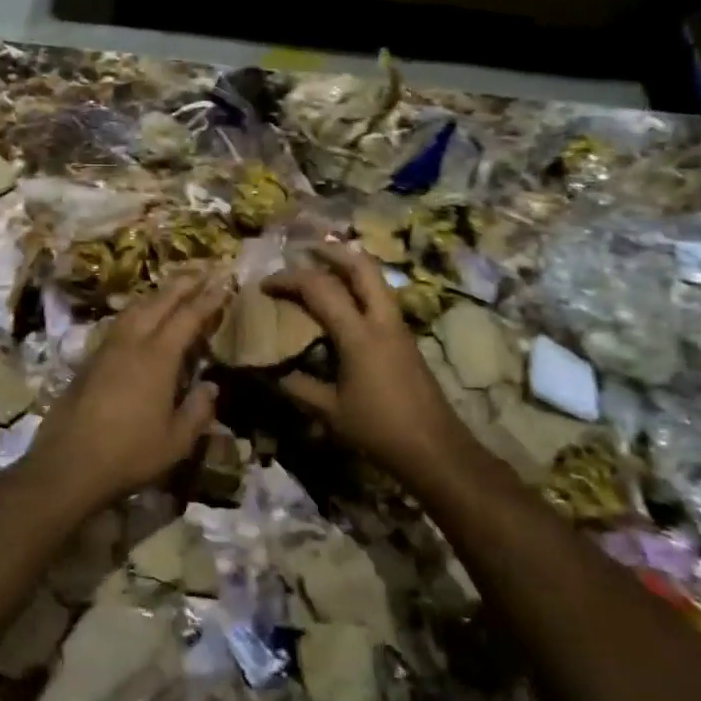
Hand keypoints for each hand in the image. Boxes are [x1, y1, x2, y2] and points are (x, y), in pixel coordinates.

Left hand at [23, 270, 228, 511]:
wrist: (68, 465)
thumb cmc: (129, 454)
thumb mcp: (176, 441)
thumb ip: (197, 411)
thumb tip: (210, 386)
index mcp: (158, 358)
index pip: (187, 318)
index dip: (207, 300)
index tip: (223, 283)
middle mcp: (132, 343)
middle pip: (159, 302)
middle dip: (181, 285)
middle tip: (200, 271)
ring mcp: (106, 350)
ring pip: (134, 309)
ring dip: (156, 295)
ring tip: (170, 290)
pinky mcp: (89, 361)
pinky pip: (118, 324)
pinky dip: (136, 312)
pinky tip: (138, 321)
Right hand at [264, 245, 471, 484]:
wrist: (436, 450)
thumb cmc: (380, 430)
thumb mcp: (330, 413)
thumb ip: (298, 388)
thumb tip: (270, 374)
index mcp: (359, 335)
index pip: (320, 289)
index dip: (289, 280)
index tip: (264, 285)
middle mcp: (381, 320)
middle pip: (360, 266)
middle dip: (330, 252)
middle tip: (304, 251)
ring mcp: (398, 326)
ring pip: (375, 278)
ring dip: (347, 266)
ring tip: (322, 267)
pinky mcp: (405, 337)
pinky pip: (380, 297)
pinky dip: (359, 287)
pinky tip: (344, 302)